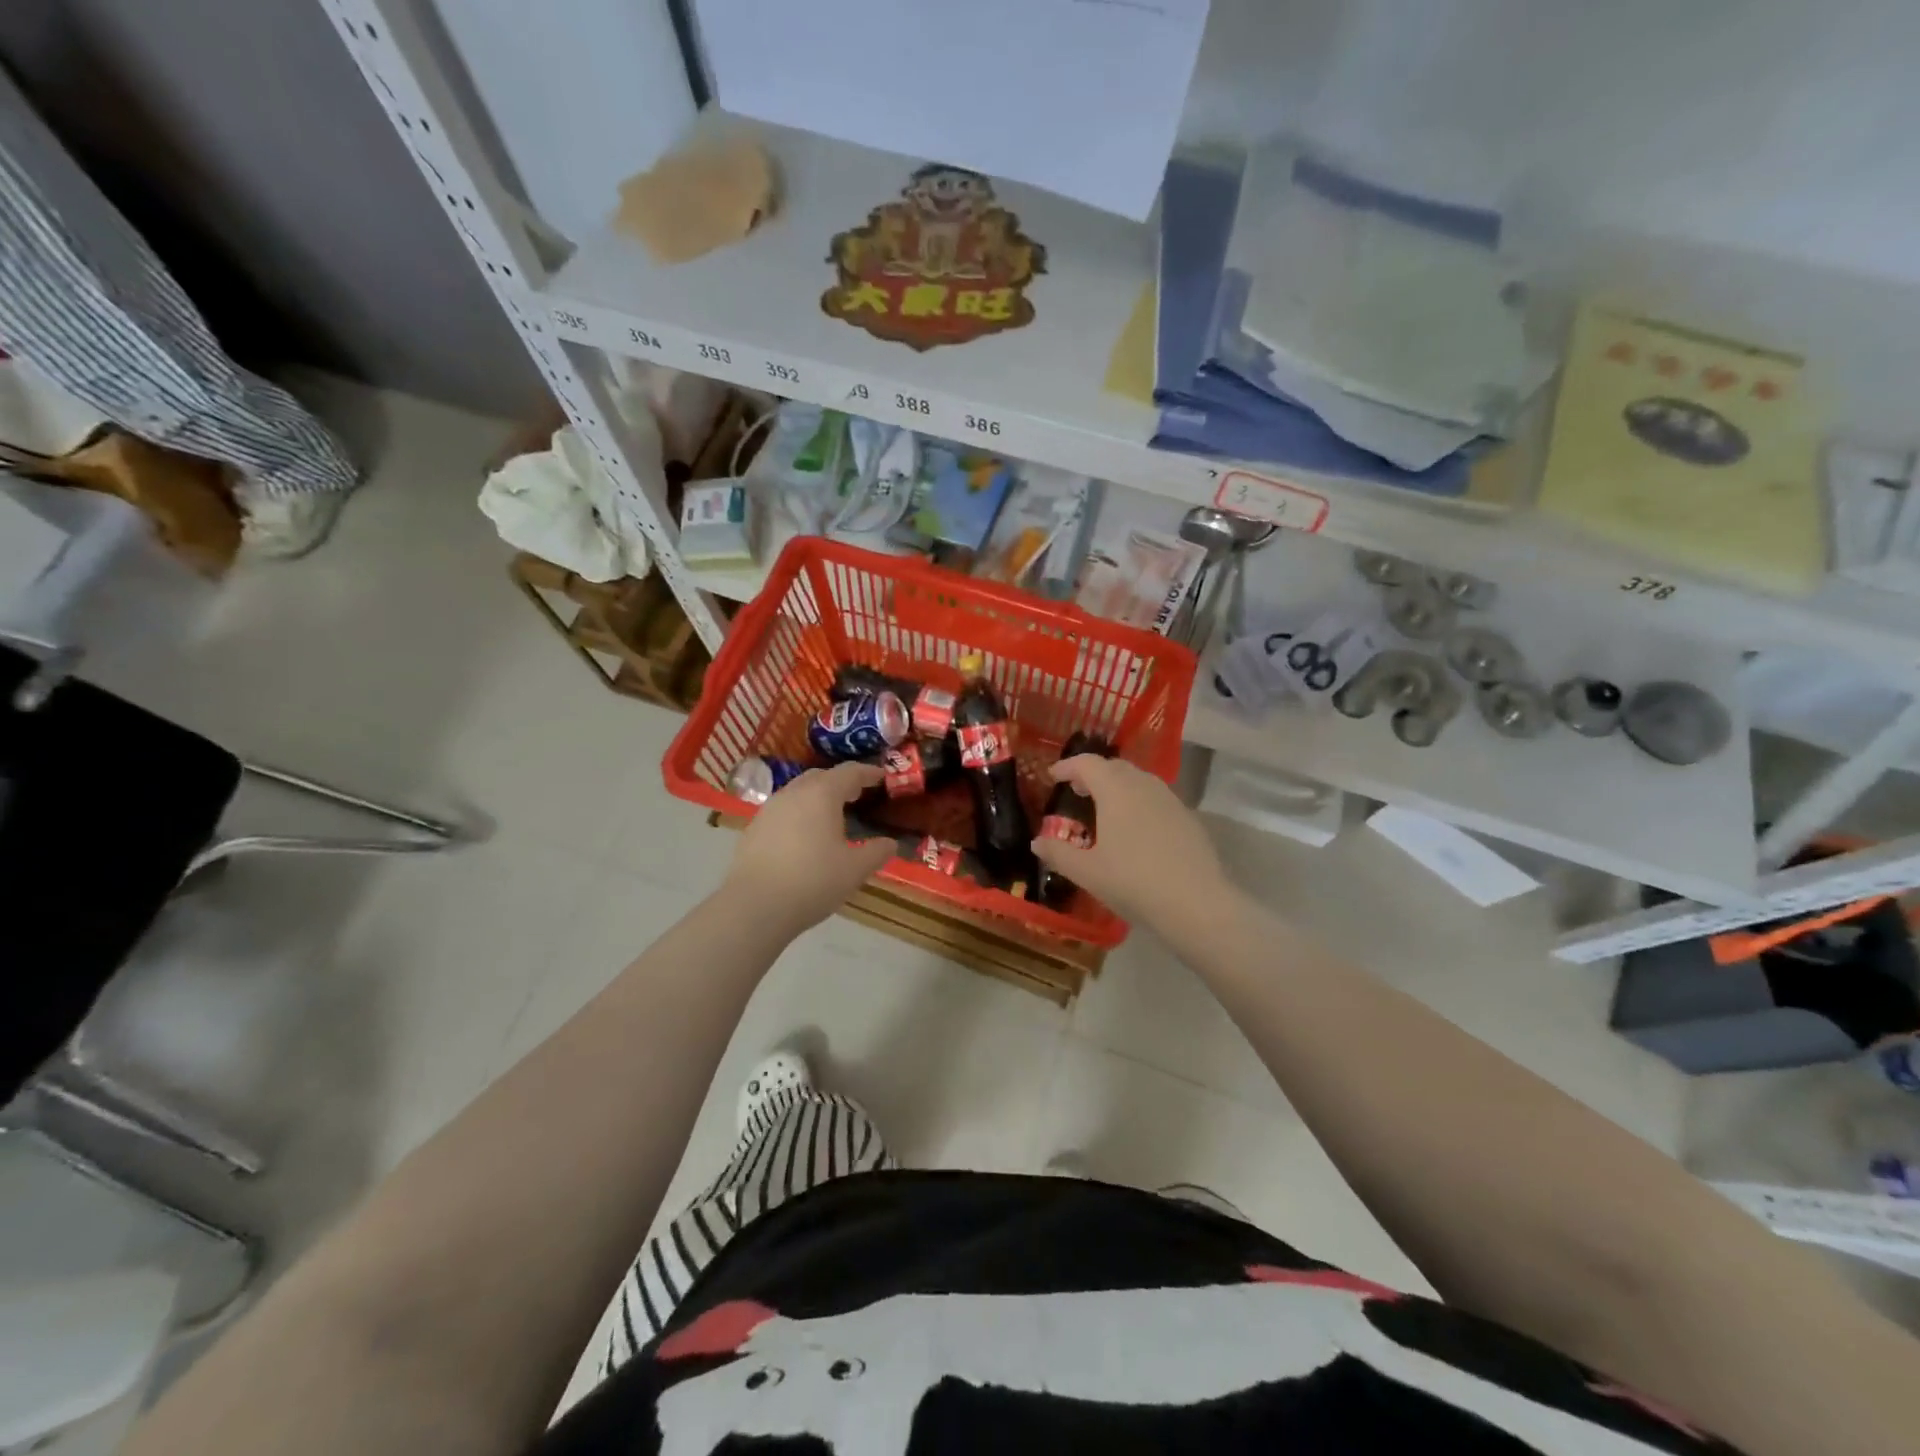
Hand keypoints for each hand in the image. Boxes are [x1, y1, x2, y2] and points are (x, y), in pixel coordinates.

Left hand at [724, 761, 894, 934]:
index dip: (868, 772)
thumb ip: (877, 852)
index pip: (849, 772)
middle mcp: (793, 793)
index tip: (882, 776)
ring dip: (817, 798)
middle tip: (857, 794)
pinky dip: (798, 815)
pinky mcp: (753, 829)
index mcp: (822, 794)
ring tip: (830, 816)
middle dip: (840, 782)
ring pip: (798, 793)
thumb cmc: (813, 880)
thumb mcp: (855, 869)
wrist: (755, 906)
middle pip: (820, 777)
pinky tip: (803, 837)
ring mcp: (769, 809)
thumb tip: (890, 843)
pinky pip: (782, 811)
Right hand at [1030, 755, 1230, 931]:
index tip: (1053, 776)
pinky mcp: (1189, 818)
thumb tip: (1037, 842)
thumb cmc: (1133, 882)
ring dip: (1118, 786)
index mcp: (1115, 790)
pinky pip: (1156, 799)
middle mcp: (1144, 785)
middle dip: (1093, 774)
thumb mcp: (1087, 872)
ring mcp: (1170, 800)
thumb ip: (1058, 853)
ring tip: (1105, 809)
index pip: (1087, 764)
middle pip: (1114, 767)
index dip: (1067, 766)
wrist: (1197, 904)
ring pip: (1139, 780)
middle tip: (1077, 790)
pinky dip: (1139, 802)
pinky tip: (1136, 830)